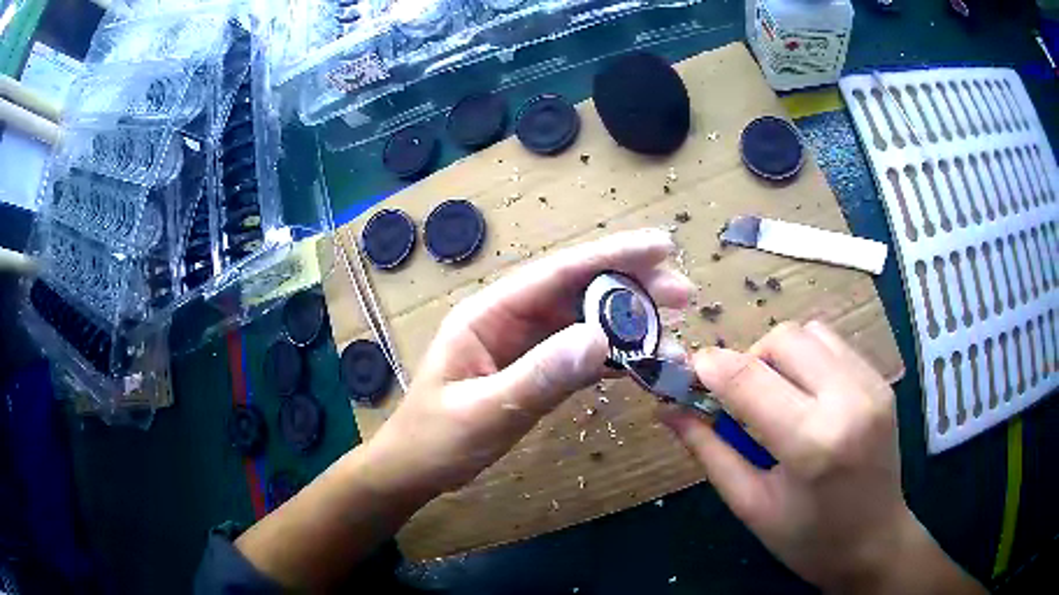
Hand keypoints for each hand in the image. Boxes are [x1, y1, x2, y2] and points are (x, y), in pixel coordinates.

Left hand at [363, 229, 694, 500]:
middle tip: (684, 294)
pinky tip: (643, 359)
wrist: (416, 469)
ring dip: (630, 323)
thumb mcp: (484, 411)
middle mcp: (510, 319)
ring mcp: (524, 344)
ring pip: (586, 321)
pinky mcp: (536, 369)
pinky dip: (614, 354)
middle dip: (632, 287)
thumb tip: (600, 339)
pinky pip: (581, 353)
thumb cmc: (436, 439)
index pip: (557, 273)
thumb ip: (538, 376)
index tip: (662, 249)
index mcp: (489, 314)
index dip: (611, 256)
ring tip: (674, 331)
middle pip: (579, 291)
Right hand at [660, 321, 983, 593]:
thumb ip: (709, 450)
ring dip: (780, 356)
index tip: (686, 373)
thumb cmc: (808, 539)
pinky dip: (808, 359)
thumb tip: (669, 409)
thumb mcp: (750, 505)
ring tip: (776, 396)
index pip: (749, 379)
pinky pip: (833, 345)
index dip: (709, 368)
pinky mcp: (881, 380)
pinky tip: (806, 396)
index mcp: (813, 443)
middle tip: (740, 399)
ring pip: (810, 333)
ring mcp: (872, 385)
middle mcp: (849, 400)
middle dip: (749, 360)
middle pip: (783, 339)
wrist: (875, 541)